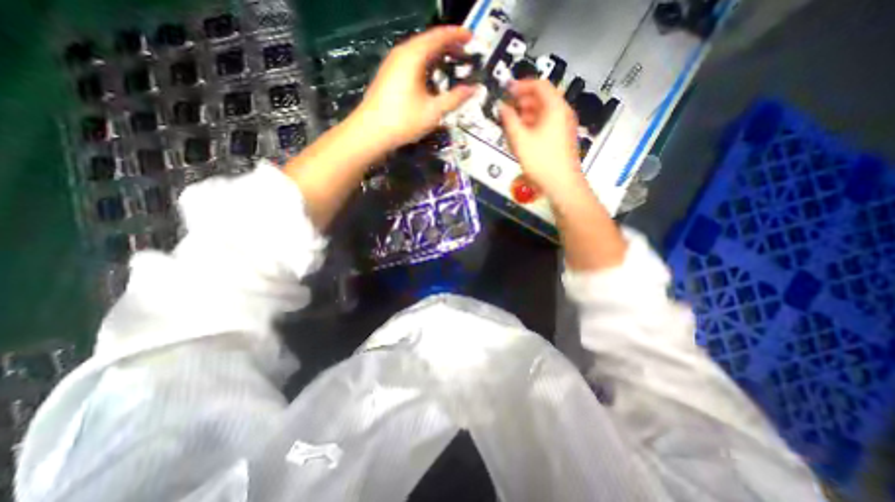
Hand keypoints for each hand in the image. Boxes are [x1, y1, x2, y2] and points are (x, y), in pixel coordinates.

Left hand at [353, 25, 475, 150]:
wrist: (371, 132)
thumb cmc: (403, 121)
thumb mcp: (433, 111)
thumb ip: (455, 98)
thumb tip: (473, 89)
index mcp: (414, 56)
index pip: (439, 36)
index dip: (457, 35)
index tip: (472, 37)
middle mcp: (402, 53)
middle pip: (428, 41)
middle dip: (447, 44)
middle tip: (464, 52)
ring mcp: (392, 63)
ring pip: (418, 51)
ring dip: (436, 54)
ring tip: (450, 62)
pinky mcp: (388, 75)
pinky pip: (411, 61)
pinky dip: (425, 63)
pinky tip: (430, 76)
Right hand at [496, 78, 587, 197]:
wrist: (561, 184)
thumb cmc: (542, 161)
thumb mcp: (520, 139)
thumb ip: (509, 119)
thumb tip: (502, 106)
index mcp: (555, 107)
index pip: (539, 85)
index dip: (521, 85)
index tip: (507, 90)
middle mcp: (563, 113)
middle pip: (542, 98)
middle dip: (522, 101)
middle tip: (507, 109)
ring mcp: (564, 127)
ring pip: (544, 113)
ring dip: (527, 115)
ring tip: (511, 124)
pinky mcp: (562, 139)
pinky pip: (546, 125)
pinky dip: (533, 125)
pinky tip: (522, 137)